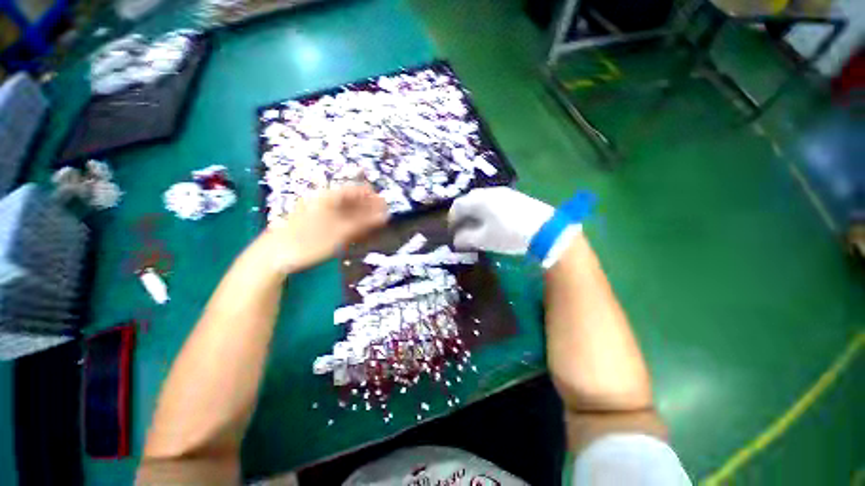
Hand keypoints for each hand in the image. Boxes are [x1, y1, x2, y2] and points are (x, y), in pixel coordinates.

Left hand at [263, 185, 388, 273]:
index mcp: (328, 198)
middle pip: (351, 199)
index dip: (371, 195)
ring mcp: (319, 211)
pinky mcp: (316, 222)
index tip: (385, 204)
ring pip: (345, 209)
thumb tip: (384, 216)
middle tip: (383, 215)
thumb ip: (363, 223)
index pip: (355, 190)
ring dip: (361, 215)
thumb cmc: (308, 241)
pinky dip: (350, 222)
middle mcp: (324, 201)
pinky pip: (338, 217)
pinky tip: (357, 228)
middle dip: (368, 206)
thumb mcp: (339, 233)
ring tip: (375, 223)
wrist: (274, 255)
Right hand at [448, 187, 553, 253]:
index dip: (451, 218)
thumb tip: (456, 240)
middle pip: (469, 200)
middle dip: (463, 214)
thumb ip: (466, 239)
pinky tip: (493, 221)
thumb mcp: (484, 240)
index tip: (451, 231)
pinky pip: (494, 200)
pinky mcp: (516, 197)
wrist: (545, 230)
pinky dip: (488, 210)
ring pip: (483, 199)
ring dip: (475, 211)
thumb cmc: (508, 234)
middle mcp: (489, 192)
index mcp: (478, 200)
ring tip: (477, 225)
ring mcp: (504, 192)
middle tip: (462, 227)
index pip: (457, 206)